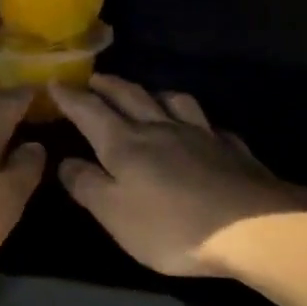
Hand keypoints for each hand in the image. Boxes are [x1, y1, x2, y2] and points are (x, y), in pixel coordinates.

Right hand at [51, 75, 306, 276]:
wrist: (252, 226)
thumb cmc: (171, 226)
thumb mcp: (115, 214)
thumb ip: (87, 185)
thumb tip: (65, 161)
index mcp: (126, 144)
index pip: (91, 112)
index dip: (71, 97)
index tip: (54, 82)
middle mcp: (160, 129)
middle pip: (130, 97)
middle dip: (108, 86)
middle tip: (94, 78)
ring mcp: (200, 134)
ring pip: (173, 101)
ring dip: (153, 93)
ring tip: (147, 95)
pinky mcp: (231, 148)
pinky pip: (209, 124)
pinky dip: (196, 121)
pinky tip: (200, 129)